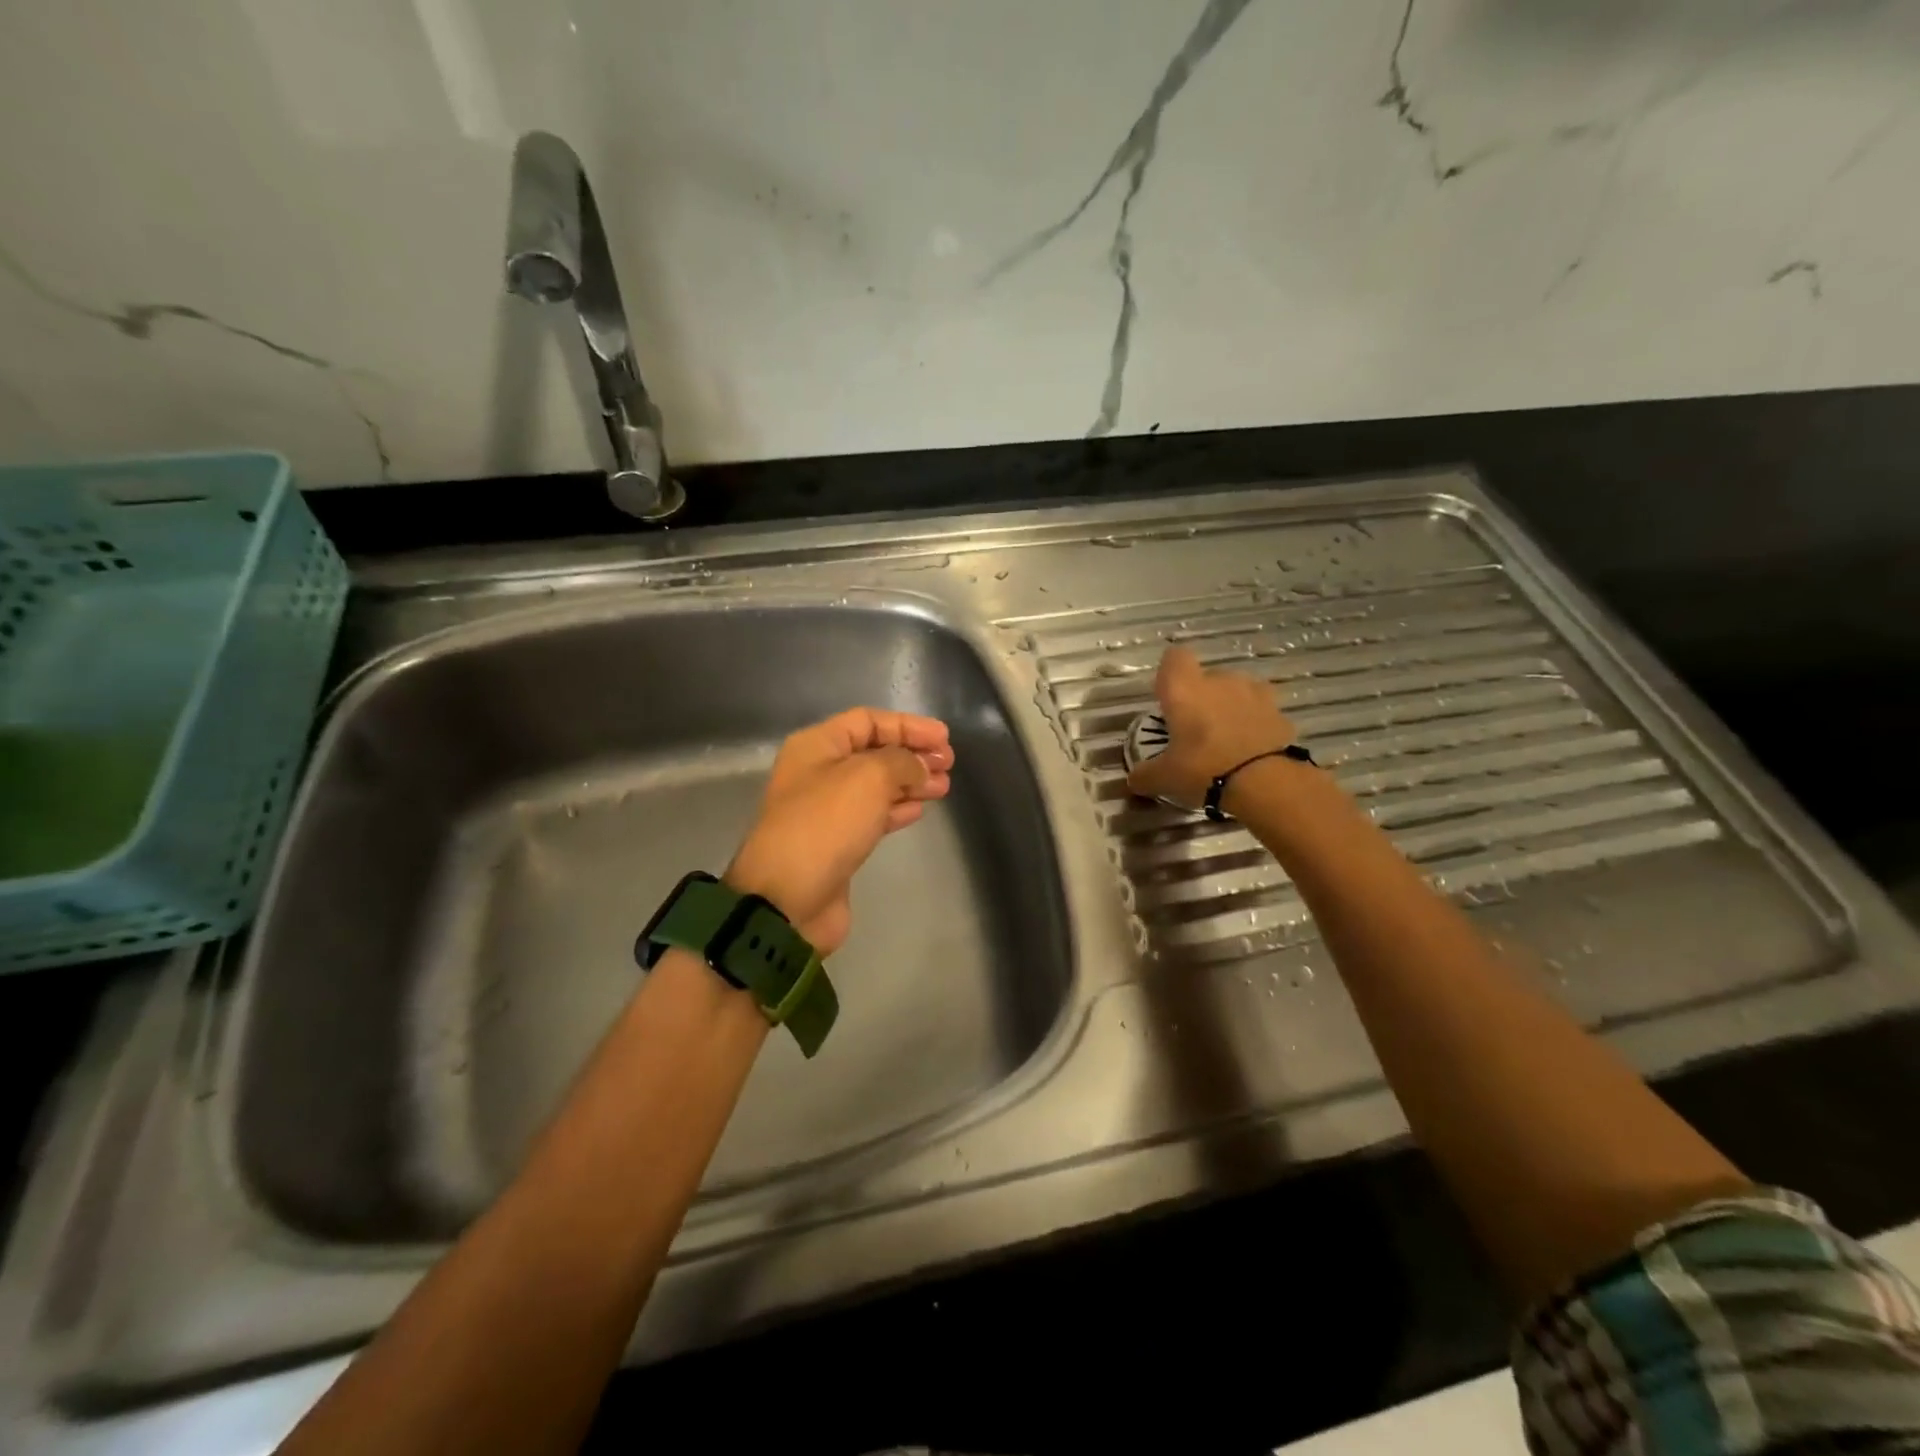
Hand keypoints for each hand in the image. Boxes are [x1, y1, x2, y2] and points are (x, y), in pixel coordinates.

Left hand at [726, 709, 954, 954]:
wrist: (788, 898)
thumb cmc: (826, 824)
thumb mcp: (869, 777)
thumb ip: (902, 761)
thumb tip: (919, 766)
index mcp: (817, 745)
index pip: (868, 721)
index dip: (908, 725)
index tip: (944, 739)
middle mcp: (819, 771)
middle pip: (873, 752)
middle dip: (912, 754)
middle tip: (949, 764)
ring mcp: (827, 809)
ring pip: (876, 785)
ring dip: (911, 782)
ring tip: (944, 786)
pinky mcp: (837, 842)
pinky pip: (872, 815)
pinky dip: (897, 809)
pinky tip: (919, 809)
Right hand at [1127, 646, 1297, 808]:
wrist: (1266, 782)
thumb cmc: (1204, 769)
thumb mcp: (1165, 778)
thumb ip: (1146, 775)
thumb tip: (1134, 779)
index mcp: (1185, 689)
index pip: (1175, 658)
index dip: (1170, 673)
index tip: (1167, 697)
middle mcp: (1219, 681)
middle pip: (1207, 677)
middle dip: (1201, 697)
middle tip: (1194, 730)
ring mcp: (1254, 693)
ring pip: (1236, 690)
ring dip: (1230, 707)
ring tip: (1225, 738)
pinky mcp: (1279, 711)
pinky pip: (1259, 710)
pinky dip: (1254, 723)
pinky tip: (1249, 749)